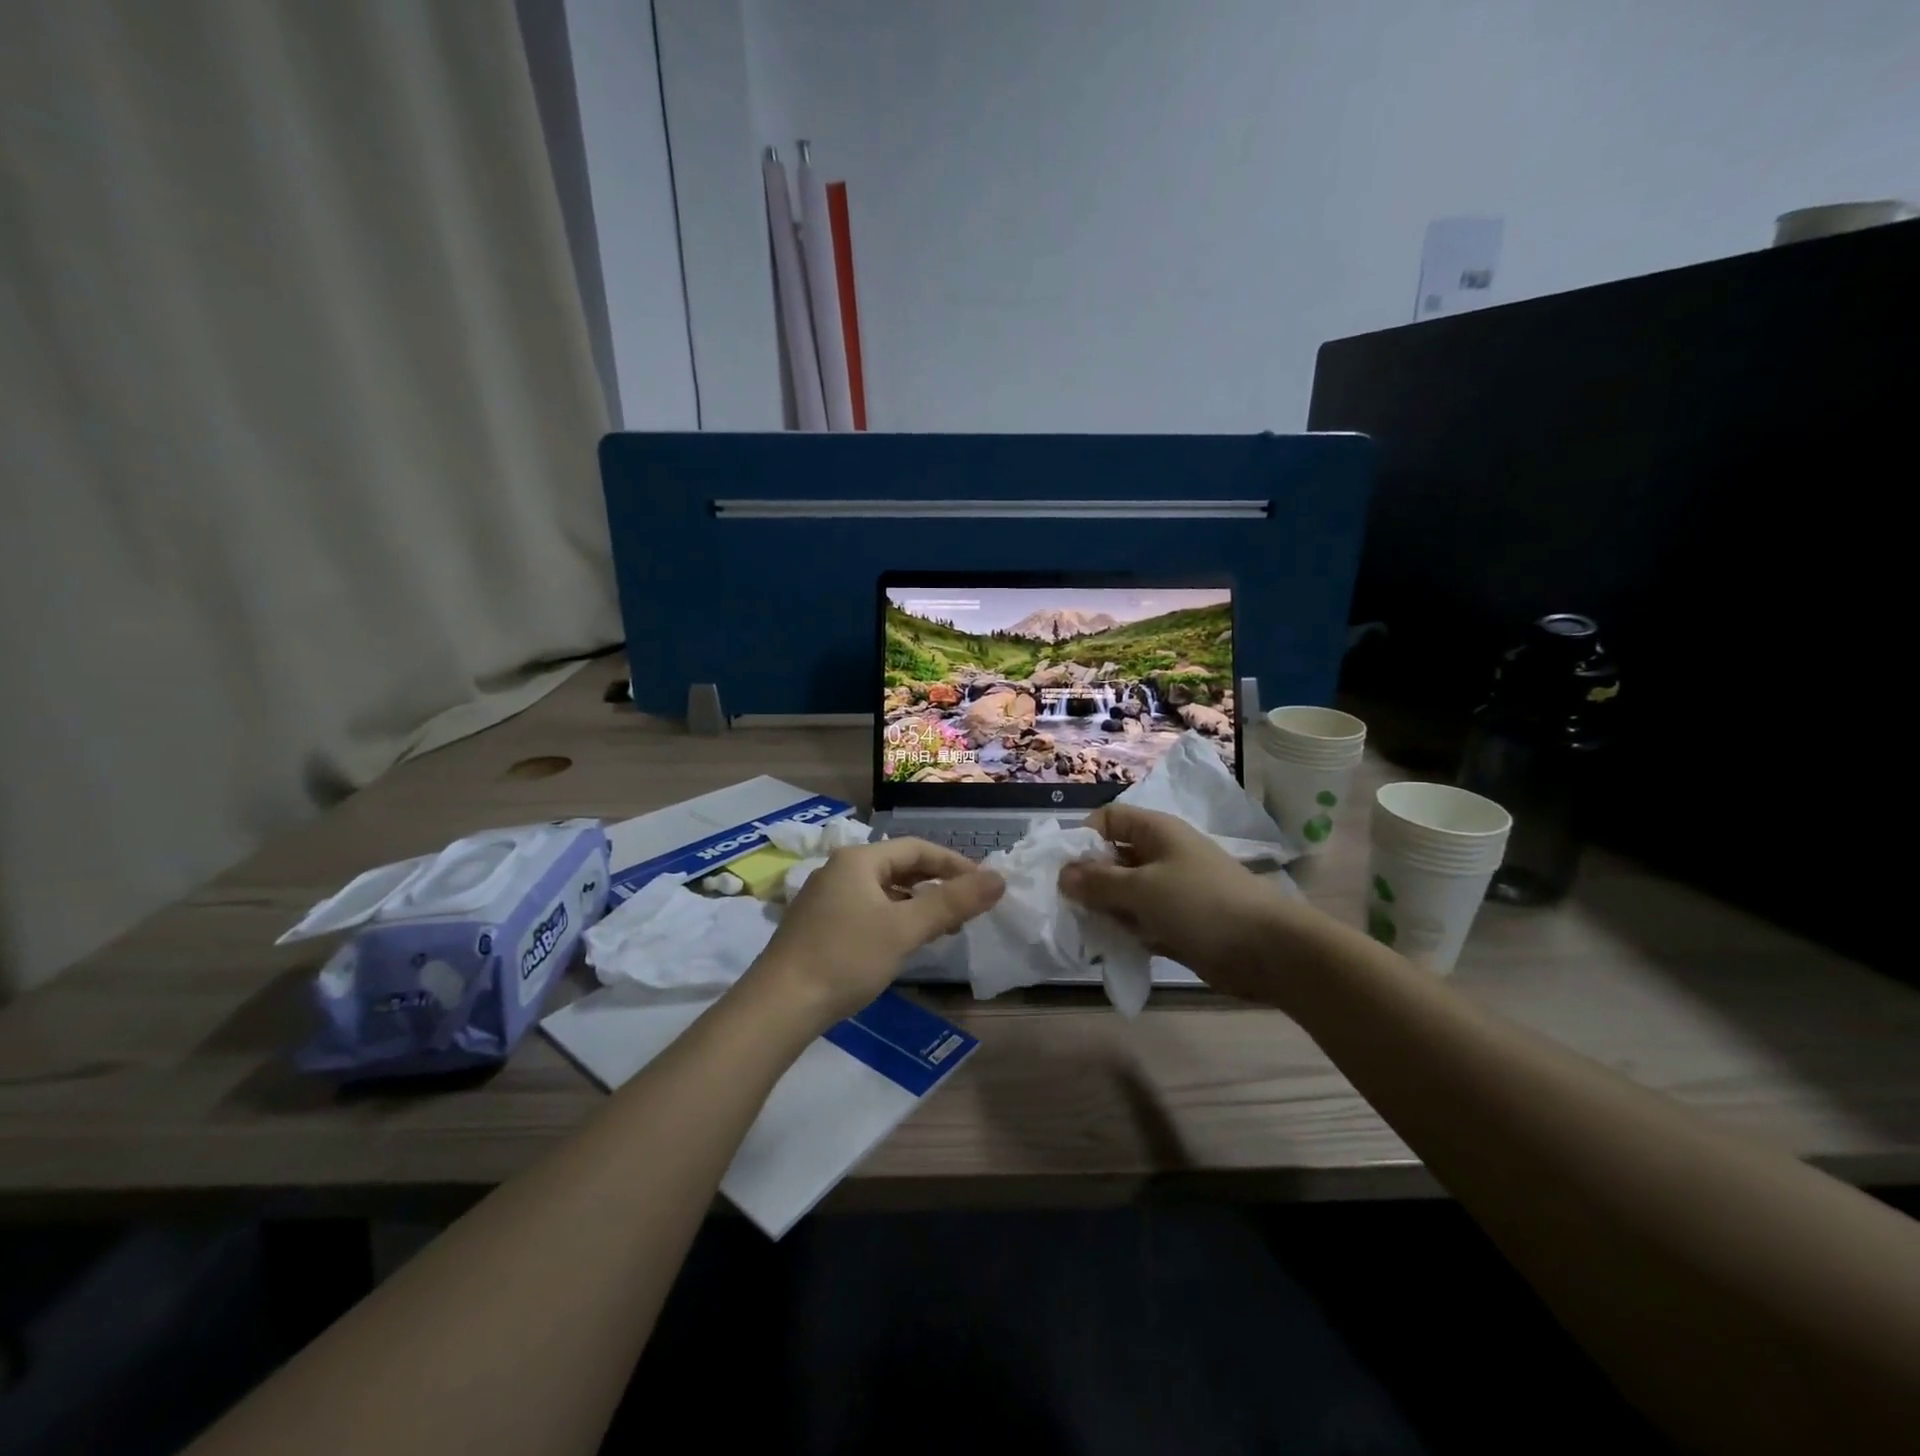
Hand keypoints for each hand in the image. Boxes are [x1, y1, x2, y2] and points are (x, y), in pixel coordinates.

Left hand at [752, 838, 1003, 1027]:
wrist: (778, 1007)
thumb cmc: (845, 958)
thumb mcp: (904, 929)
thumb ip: (952, 902)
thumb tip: (999, 878)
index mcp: (858, 859)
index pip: (917, 848)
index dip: (955, 864)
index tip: (985, 887)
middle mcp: (839, 870)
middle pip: (899, 867)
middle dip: (937, 885)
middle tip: (968, 909)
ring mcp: (825, 898)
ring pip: (883, 891)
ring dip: (916, 904)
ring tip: (943, 929)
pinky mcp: (818, 925)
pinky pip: (867, 910)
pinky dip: (893, 919)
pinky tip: (903, 943)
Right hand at [1058, 804, 1303, 999]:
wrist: (1268, 949)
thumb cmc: (1201, 904)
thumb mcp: (1142, 889)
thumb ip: (1099, 882)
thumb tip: (1063, 874)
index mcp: (1156, 832)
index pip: (1108, 819)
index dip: (1083, 837)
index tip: (1062, 868)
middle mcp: (1161, 854)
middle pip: (1112, 857)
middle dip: (1088, 878)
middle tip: (1064, 905)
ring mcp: (1170, 889)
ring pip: (1124, 892)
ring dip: (1103, 908)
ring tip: (1081, 928)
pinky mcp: (1177, 921)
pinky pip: (1139, 920)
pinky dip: (1124, 930)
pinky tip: (1106, 946)